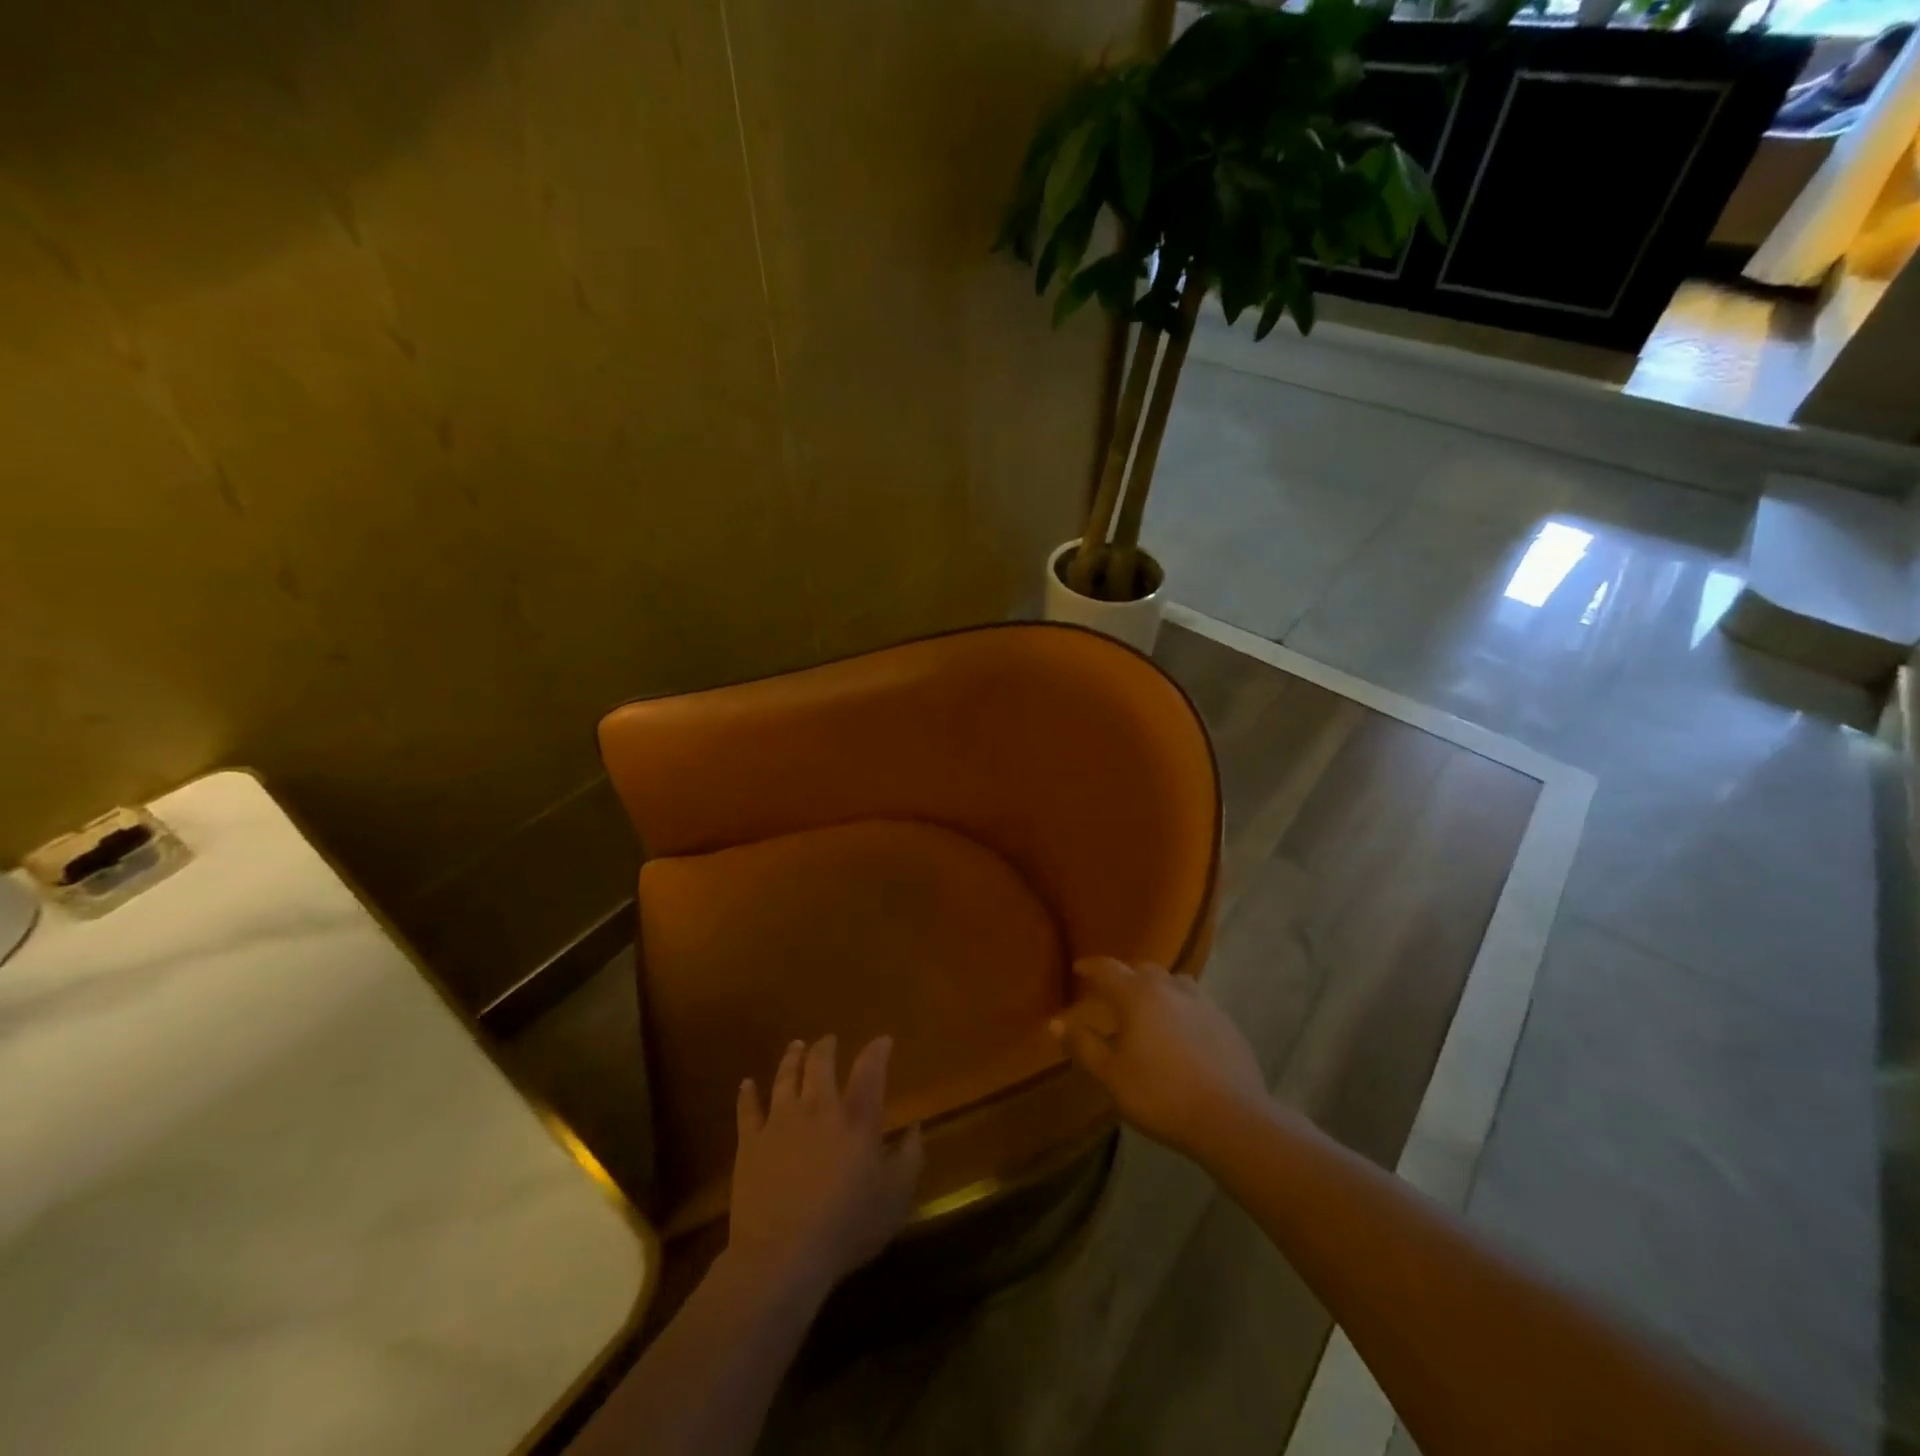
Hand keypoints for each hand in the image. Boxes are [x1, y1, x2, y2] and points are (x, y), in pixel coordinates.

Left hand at [727, 1036, 923, 1295]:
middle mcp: (819, 1108)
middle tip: (829, 1040)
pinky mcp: (750, 1142)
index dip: (877, 1051)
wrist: (782, 1254)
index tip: (882, 1040)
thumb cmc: (847, 1226)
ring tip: (796, 1046)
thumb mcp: (895, 1197)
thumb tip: (915, 1126)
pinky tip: (747, 1083)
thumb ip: (909, 1157)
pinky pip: (747, 1109)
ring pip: (786, 1077)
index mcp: (857, 1119)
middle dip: (826, 1047)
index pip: (870, 1071)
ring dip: (792, 1058)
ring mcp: (781, 1121)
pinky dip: (747, 1094)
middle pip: (821, 1064)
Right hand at [1050, 957, 1266, 1156]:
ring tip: (1148, 1007)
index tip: (1078, 968)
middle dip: (1124, 976)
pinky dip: (1181, 1008)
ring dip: (1156, 988)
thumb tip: (1055, 1023)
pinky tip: (1181, 1032)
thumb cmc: (1160, 1094)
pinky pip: (1196, 1003)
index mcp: (1138, 995)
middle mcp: (1170, 988)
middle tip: (1111, 993)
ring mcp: (1203, 1002)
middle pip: (1142, 970)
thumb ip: (1083, 1045)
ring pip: (1173, 982)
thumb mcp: (1112, 1075)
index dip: (1090, 966)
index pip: (1107, 968)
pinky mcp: (1226, 1022)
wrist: (1231, 1118)